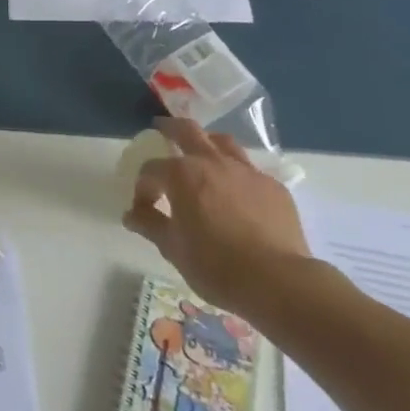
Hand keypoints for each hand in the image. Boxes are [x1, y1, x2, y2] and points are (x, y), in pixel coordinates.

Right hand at [123, 118, 315, 318]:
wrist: (278, 282)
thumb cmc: (216, 265)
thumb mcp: (173, 248)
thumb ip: (149, 224)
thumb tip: (131, 214)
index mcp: (181, 174)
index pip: (151, 170)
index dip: (142, 188)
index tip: (143, 208)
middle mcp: (212, 162)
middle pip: (187, 130)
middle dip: (170, 128)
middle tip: (161, 129)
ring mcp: (246, 171)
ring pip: (223, 142)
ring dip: (207, 143)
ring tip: (202, 154)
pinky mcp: (273, 187)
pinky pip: (249, 171)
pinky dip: (235, 175)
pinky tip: (237, 194)